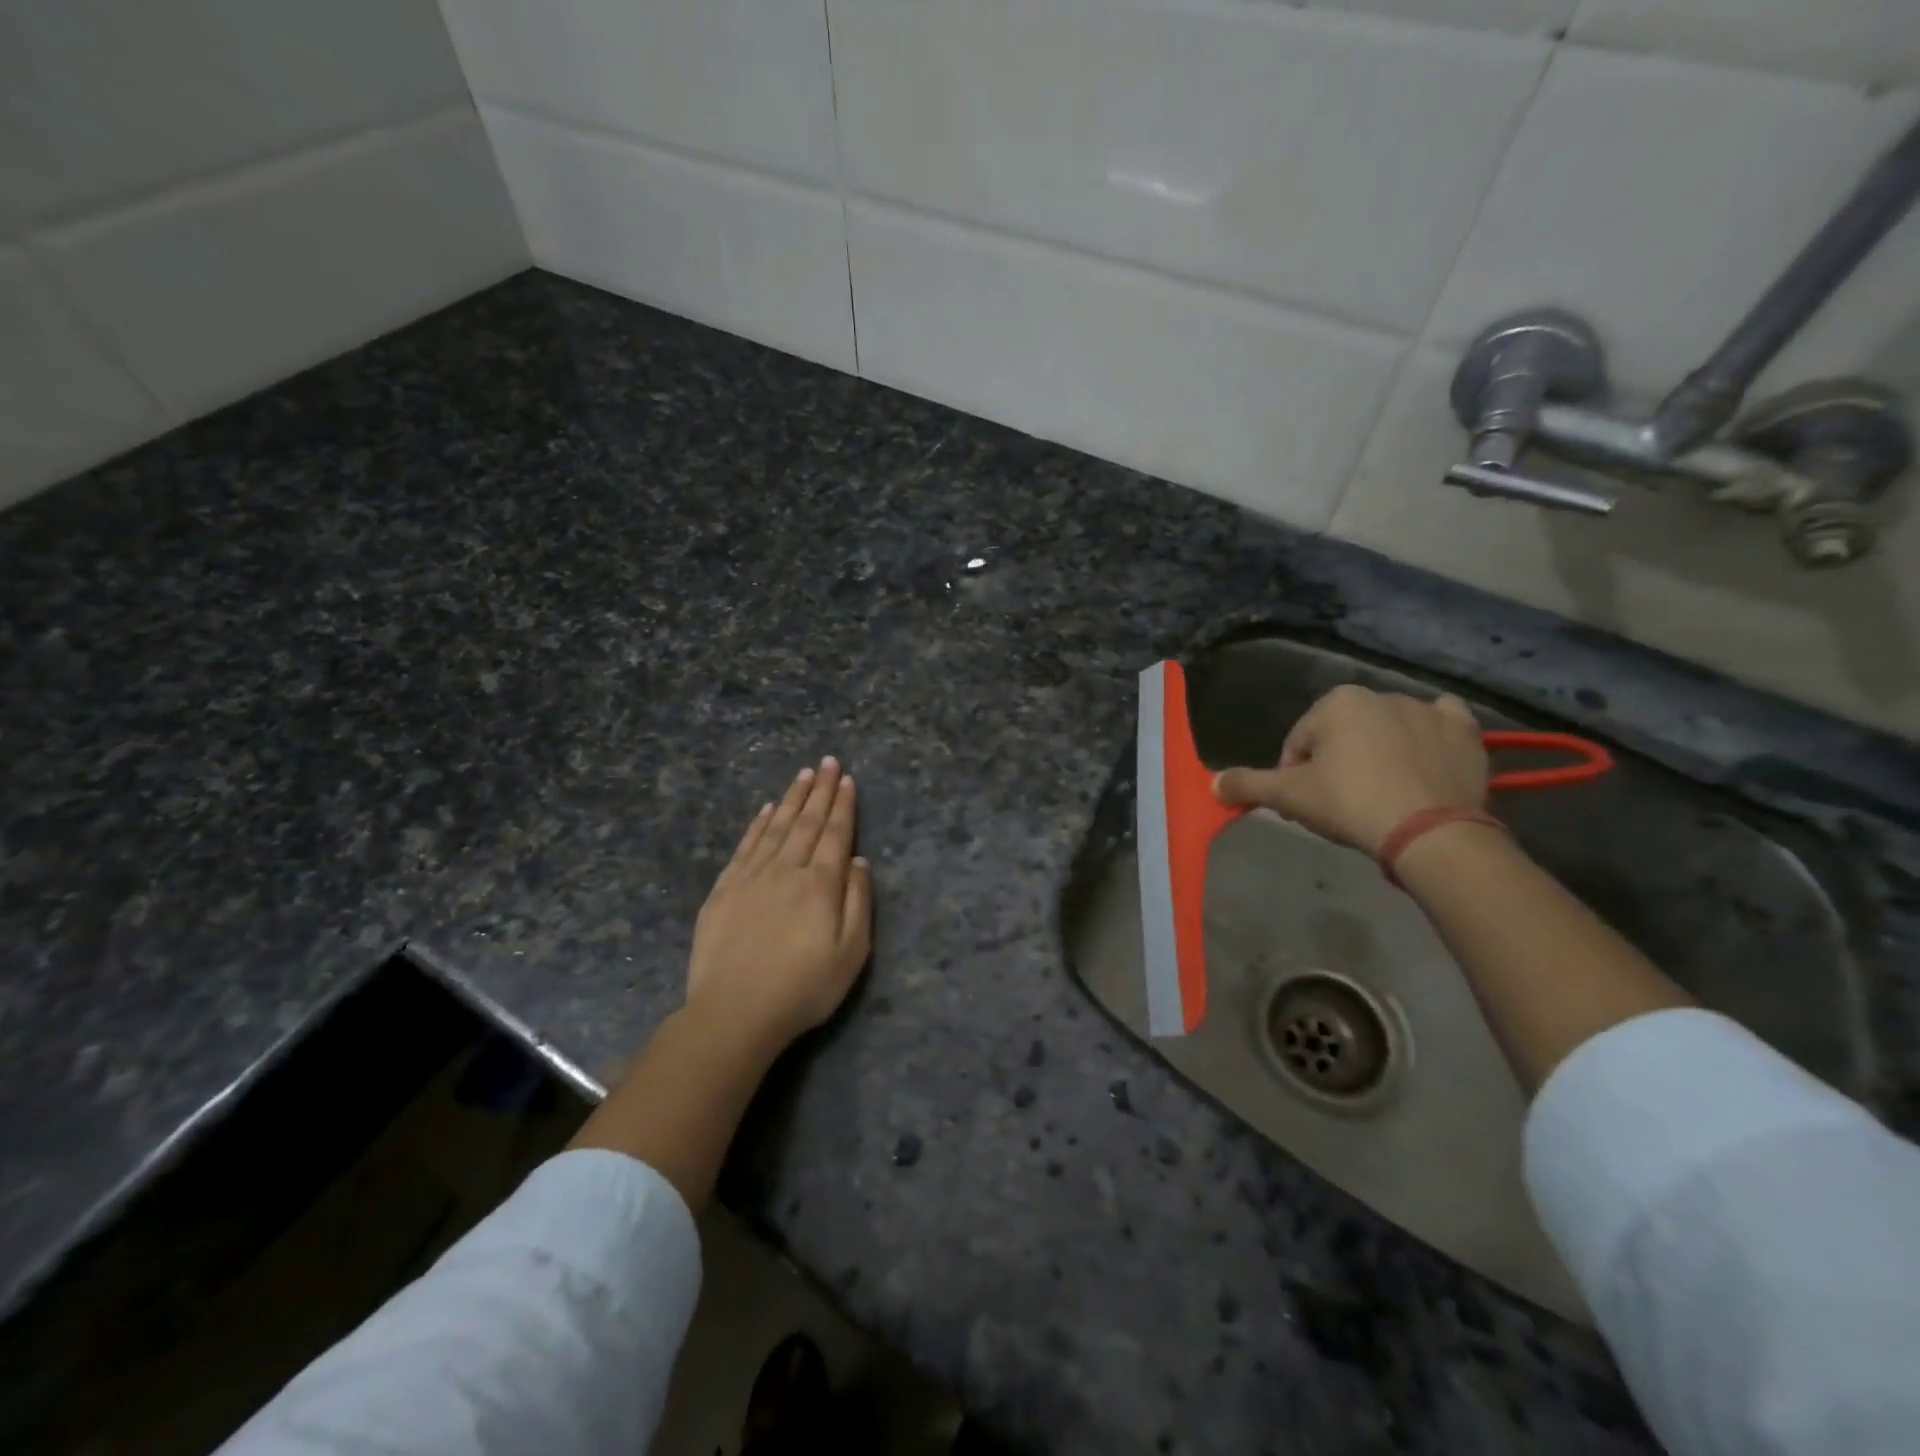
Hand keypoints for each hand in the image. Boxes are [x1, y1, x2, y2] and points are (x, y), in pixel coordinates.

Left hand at [686, 757, 873, 1050]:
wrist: (734, 1012)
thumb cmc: (803, 988)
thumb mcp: (851, 953)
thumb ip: (858, 903)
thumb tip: (859, 862)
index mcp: (820, 884)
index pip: (835, 834)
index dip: (842, 805)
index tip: (846, 779)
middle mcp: (786, 870)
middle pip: (806, 822)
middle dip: (819, 790)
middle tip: (827, 761)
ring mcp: (751, 877)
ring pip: (775, 827)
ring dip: (791, 799)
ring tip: (802, 775)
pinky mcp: (724, 890)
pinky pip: (745, 846)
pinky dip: (757, 824)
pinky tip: (765, 810)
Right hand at [1214, 685, 1487, 856]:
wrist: (1430, 832)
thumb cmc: (1349, 803)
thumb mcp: (1288, 797)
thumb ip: (1247, 785)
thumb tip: (1212, 784)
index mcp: (1337, 702)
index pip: (1300, 743)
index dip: (1295, 776)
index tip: (1306, 805)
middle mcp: (1381, 694)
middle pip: (1343, 735)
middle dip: (1337, 764)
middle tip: (1341, 804)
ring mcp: (1428, 710)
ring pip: (1387, 731)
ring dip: (1378, 754)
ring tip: (1381, 796)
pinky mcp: (1465, 732)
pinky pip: (1440, 725)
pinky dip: (1429, 737)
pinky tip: (1423, 761)